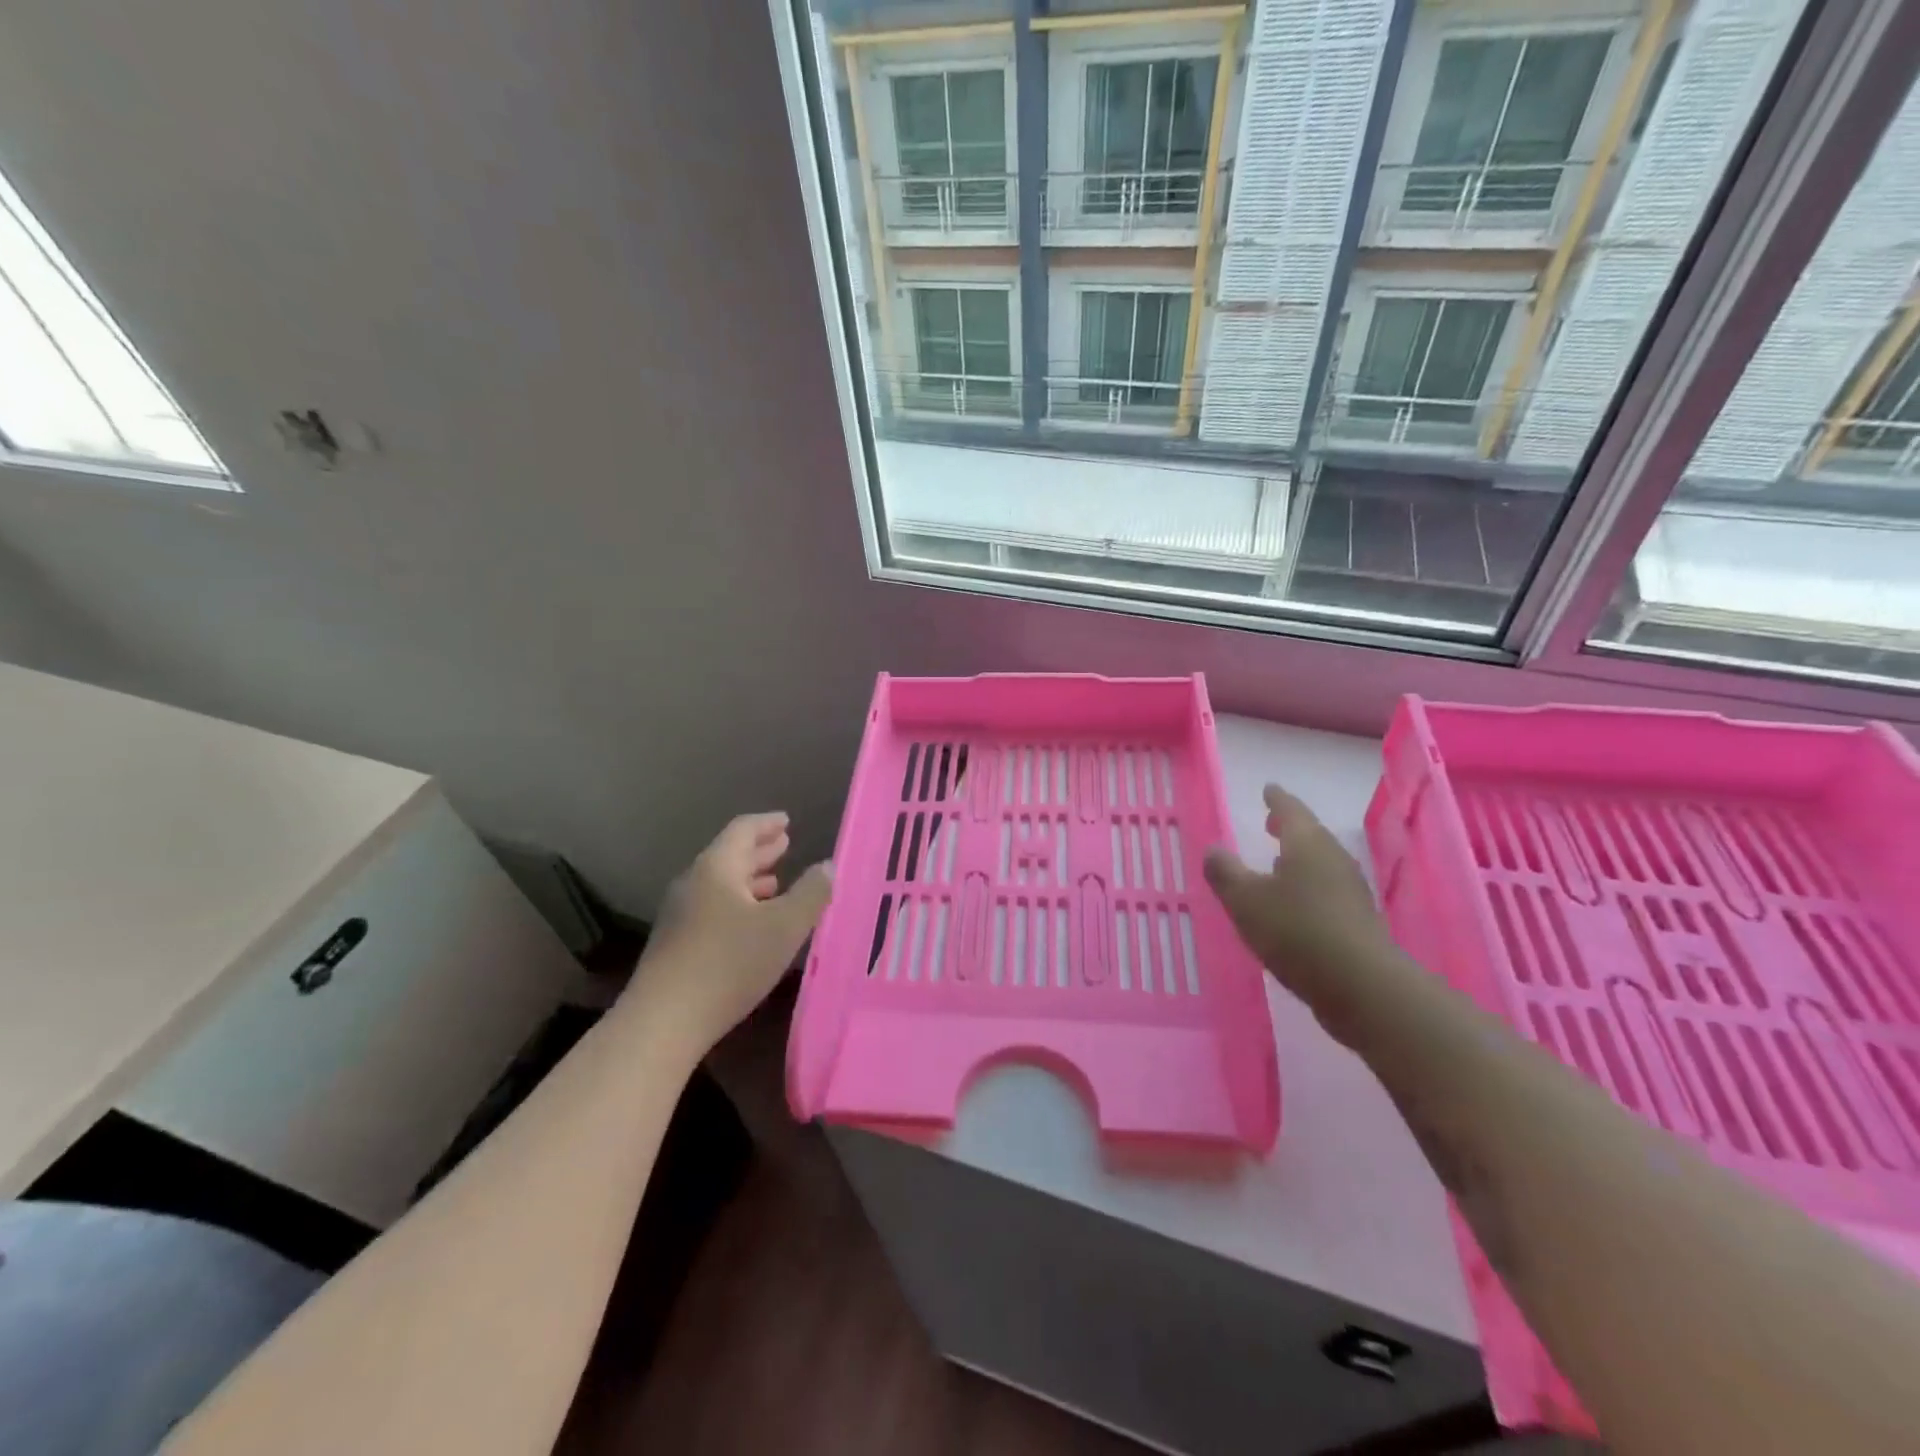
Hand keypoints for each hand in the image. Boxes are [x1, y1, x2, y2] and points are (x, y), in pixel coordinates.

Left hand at [633, 812, 831, 1050]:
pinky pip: (712, 908)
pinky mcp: (675, 944)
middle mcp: (694, 883)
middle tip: (784, 844)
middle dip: (759, 851)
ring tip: (774, 882)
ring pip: (720, 885)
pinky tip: (751, 924)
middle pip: (729, 856)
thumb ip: (812, 893)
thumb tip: (828, 865)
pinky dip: (737, 904)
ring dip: (749, 879)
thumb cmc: (730, 963)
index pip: (743, 830)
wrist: (663, 1021)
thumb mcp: (785, 927)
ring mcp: (680, 915)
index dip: (767, 824)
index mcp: (717, 868)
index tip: (786, 821)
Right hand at [1203, 785, 1410, 1043]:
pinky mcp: (1357, 922)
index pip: (1290, 810)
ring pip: (1320, 864)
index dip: (1277, 799)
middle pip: (1310, 835)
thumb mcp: (1245, 900)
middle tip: (1271, 821)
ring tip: (1277, 862)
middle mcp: (1333, 859)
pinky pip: (1326, 891)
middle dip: (1289, 828)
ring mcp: (1350, 891)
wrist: (1361, 986)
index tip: (1269, 788)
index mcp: (1307, 844)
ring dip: (1298, 859)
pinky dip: (1307, 886)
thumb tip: (1213, 849)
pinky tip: (1295, 903)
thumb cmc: (1296, 931)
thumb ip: (1225, 872)